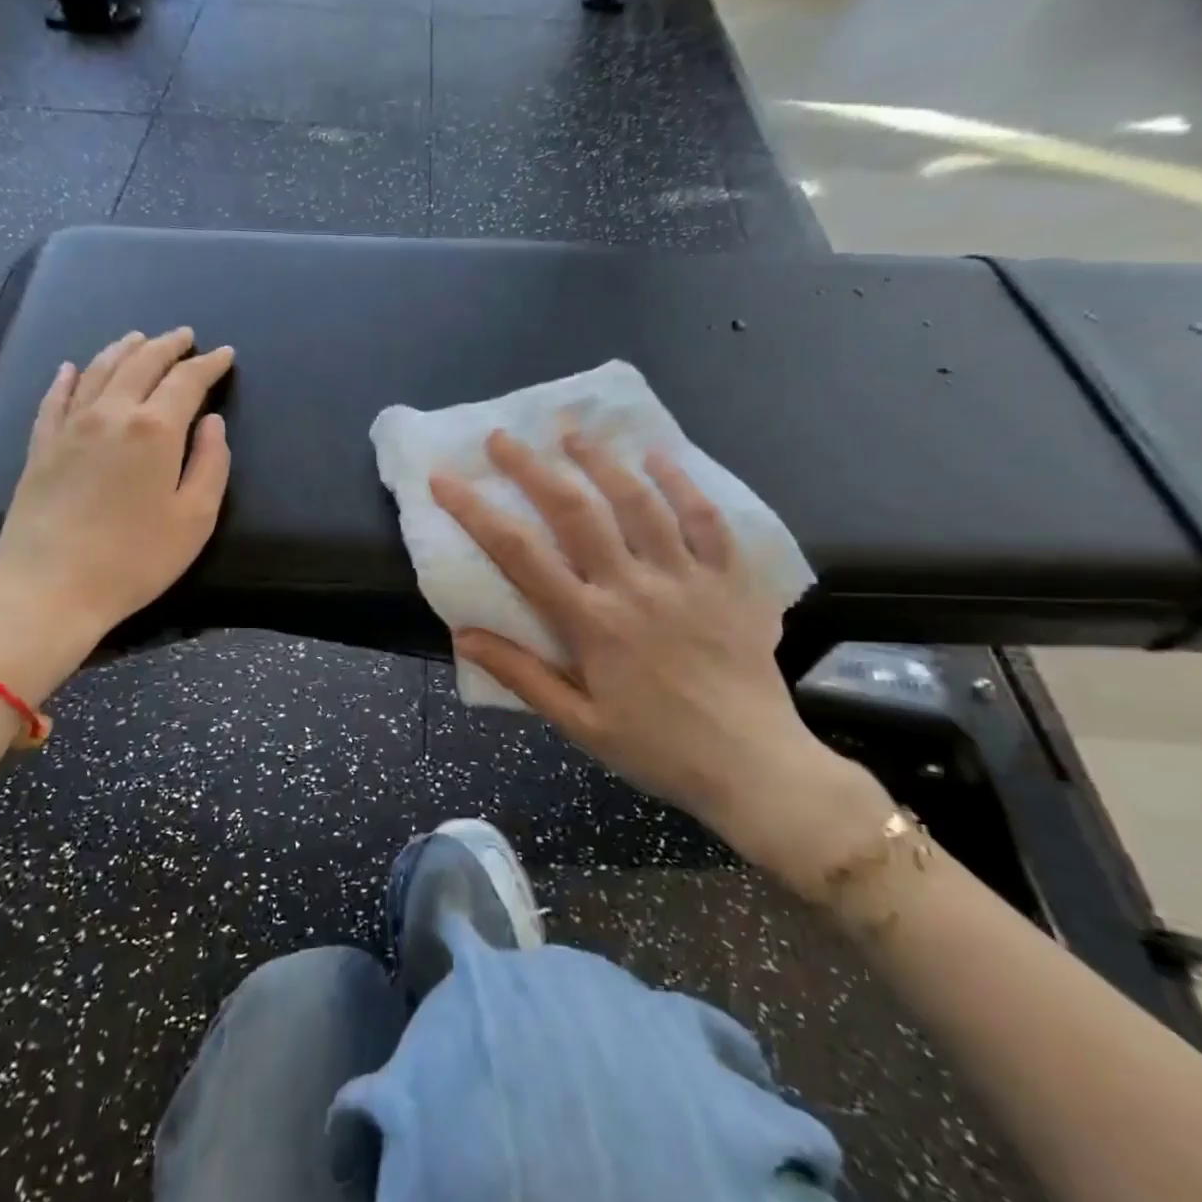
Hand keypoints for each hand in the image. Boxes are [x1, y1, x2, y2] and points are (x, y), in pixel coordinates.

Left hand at [0, 328, 233, 702]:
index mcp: (155, 429)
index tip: (224, 354)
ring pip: (98, 370)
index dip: (208, 365)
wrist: (48, 589)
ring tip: (139, 339)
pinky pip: (55, 397)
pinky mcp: (40, 446)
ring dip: (123, 350)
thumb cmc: (135, 560)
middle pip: (141, 364)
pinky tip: (72, 367)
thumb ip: (211, 464)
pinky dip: (68, 377)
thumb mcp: (195, 519)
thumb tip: (212, 423)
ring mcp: (69, 427)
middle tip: (185, 336)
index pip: (187, 382)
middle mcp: (111, 414)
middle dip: (167, 346)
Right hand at [431, 431, 891, 889]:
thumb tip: (463, 634)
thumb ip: (521, 675)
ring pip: (638, 502)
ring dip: (599, 461)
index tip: (445, 479)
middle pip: (575, 511)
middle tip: (502, 437)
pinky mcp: (729, 580)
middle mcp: (635, 587)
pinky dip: (681, 483)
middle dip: (532, 468)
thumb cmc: (658, 749)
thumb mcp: (579, 725)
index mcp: (592, 624)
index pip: (520, 555)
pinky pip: (706, 519)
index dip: (476, 512)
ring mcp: (686, 577)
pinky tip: (658, 456)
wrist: (756, 768)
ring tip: (570, 432)